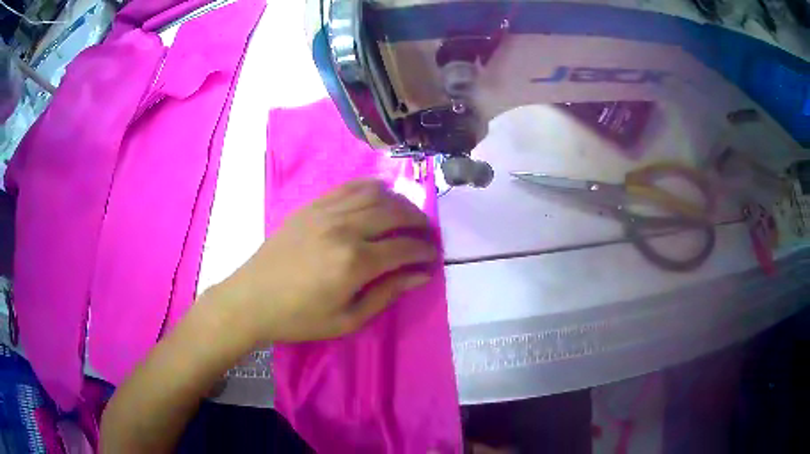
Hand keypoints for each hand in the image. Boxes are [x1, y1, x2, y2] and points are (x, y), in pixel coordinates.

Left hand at [209, 179, 438, 344]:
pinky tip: (379, 197)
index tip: (433, 255)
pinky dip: (372, 188)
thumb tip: (421, 275)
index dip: (425, 250)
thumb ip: (387, 293)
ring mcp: (326, 211)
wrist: (252, 299)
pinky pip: (350, 186)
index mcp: (355, 262)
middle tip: (426, 234)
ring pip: (376, 193)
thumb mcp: (348, 319)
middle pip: (395, 212)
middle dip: (419, 221)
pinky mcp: (312, 205)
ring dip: (399, 202)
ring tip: (406, 216)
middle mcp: (345, 228)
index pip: (404, 246)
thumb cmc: (300, 318)